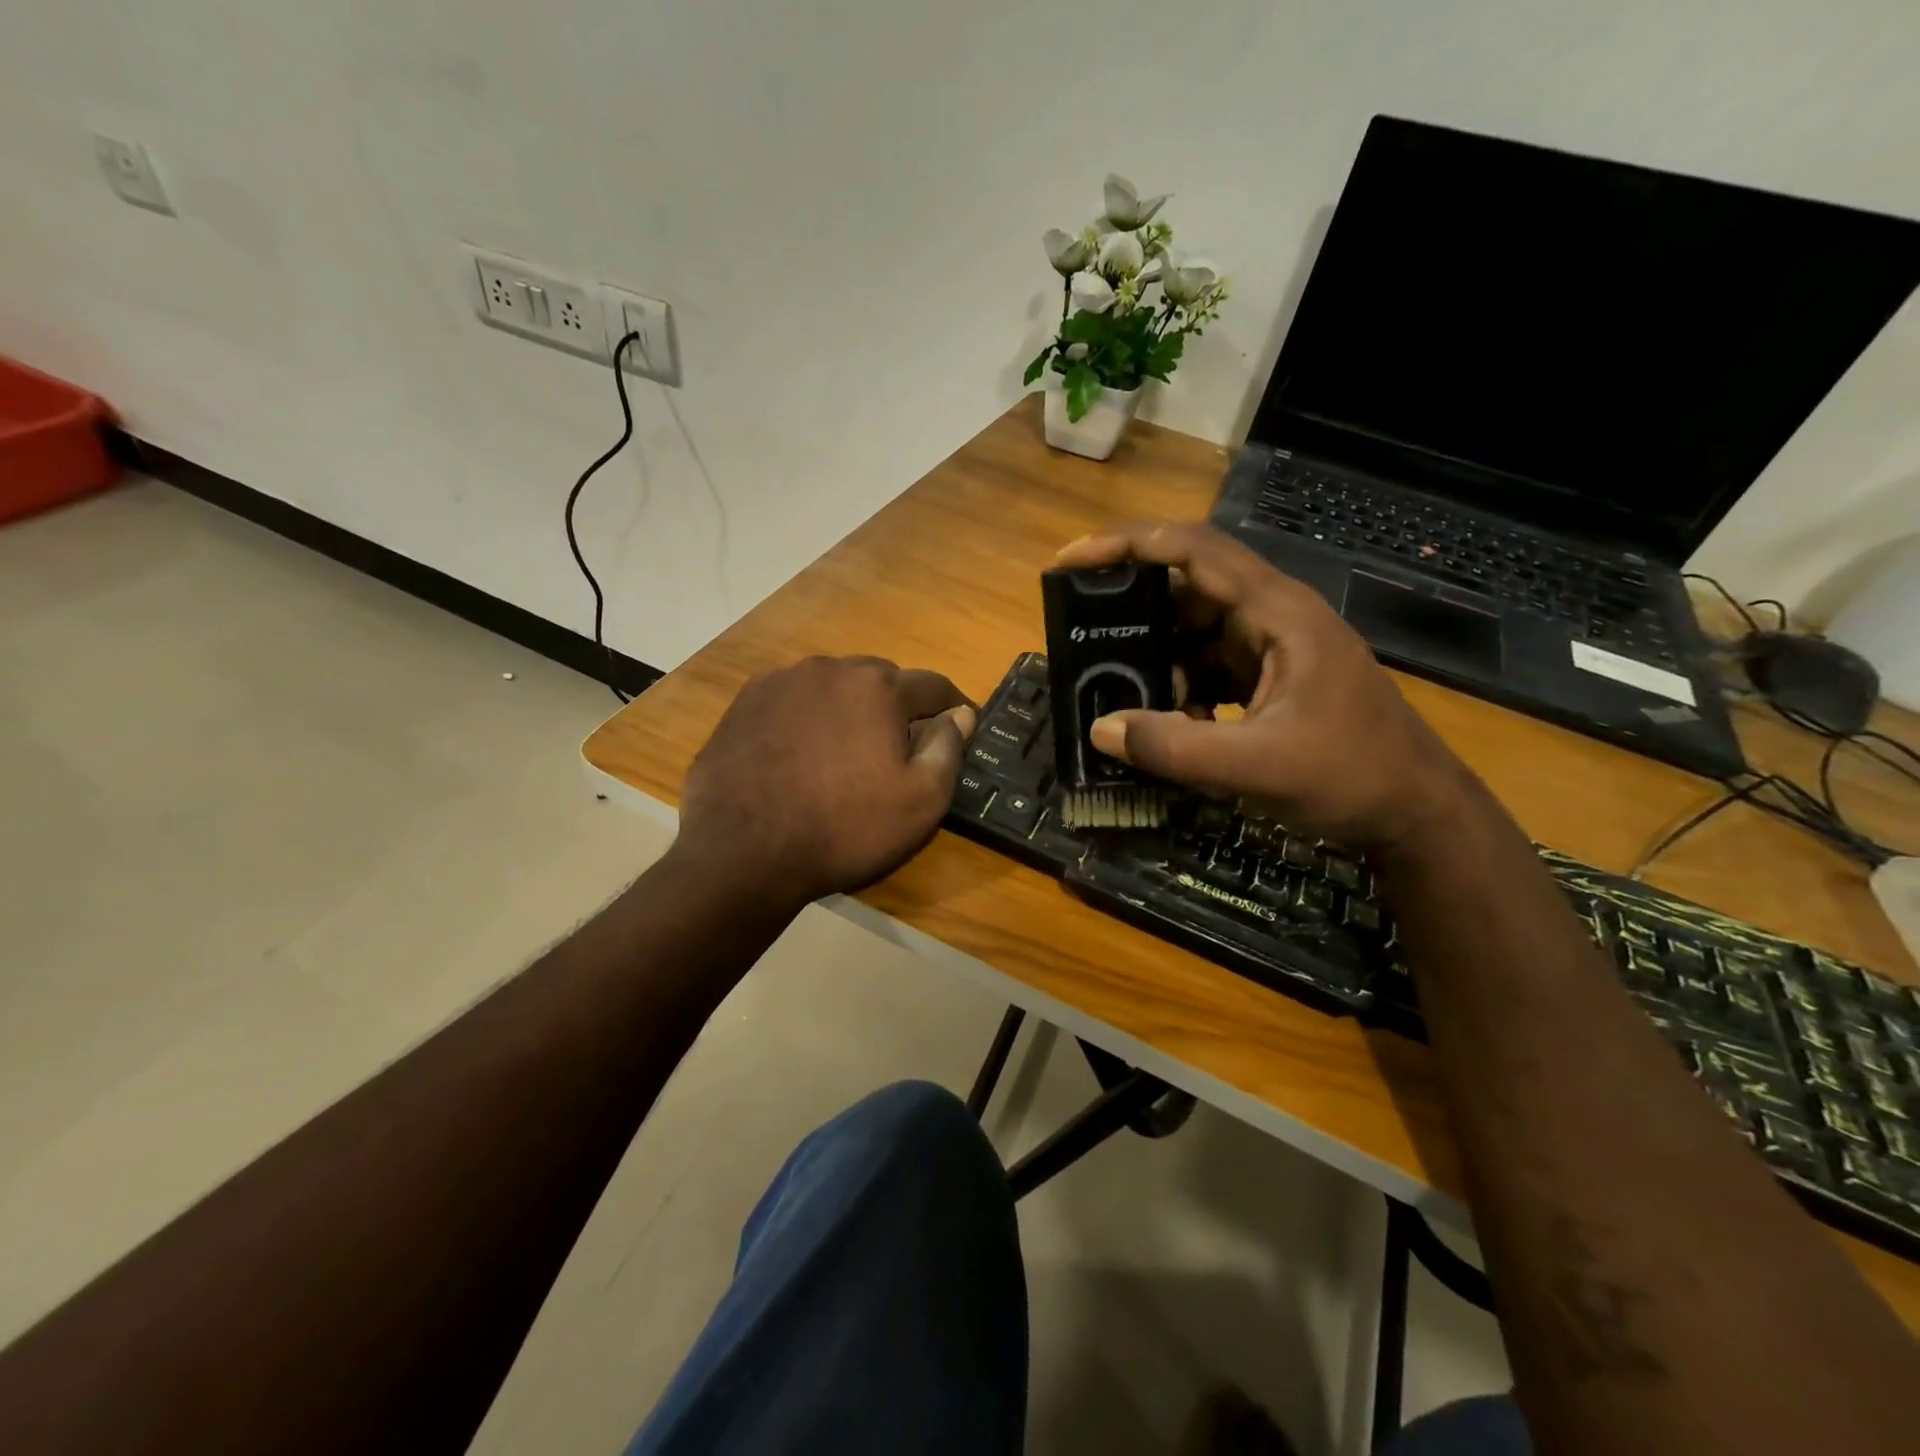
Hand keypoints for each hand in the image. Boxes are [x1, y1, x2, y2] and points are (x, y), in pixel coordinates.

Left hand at [675, 656, 976, 905]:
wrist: (743, 853)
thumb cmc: (845, 828)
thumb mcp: (921, 801)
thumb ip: (948, 748)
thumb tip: (960, 714)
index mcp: (877, 686)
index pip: (932, 685)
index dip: (951, 707)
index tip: (959, 727)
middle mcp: (829, 669)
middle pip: (880, 680)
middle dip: (896, 706)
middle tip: (896, 748)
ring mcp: (781, 682)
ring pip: (833, 687)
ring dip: (848, 709)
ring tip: (844, 752)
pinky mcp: (744, 703)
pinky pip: (793, 701)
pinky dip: (807, 718)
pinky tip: (801, 754)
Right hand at [1054, 522, 1476, 853]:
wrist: (1417, 813)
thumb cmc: (1351, 777)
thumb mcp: (1255, 766)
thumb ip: (1173, 748)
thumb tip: (1100, 729)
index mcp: (1277, 613)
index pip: (1193, 550)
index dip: (1128, 544)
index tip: (1069, 560)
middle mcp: (1273, 616)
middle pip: (1187, 588)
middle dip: (1133, 611)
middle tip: (1084, 637)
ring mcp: (1274, 648)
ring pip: (1194, 631)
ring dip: (1158, 659)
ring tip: (1127, 696)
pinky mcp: (1271, 679)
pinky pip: (1209, 666)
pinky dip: (1181, 687)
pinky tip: (1172, 724)